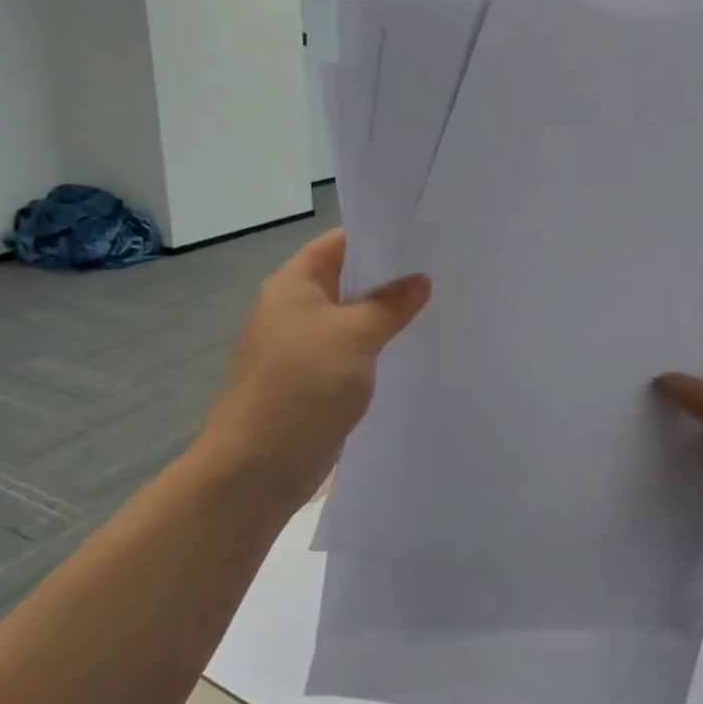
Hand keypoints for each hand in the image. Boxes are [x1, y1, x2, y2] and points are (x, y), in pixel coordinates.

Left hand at [199, 229, 429, 516]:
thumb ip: (389, 304)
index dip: (380, 237)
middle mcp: (296, 310)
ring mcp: (304, 349)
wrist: (257, 468)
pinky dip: (378, 351)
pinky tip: (413, 352)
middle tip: (444, 271)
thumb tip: (419, 281)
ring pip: (353, 321)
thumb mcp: (354, 336)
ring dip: (387, 317)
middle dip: (391, 278)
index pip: (340, 243)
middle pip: (348, 281)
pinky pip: (352, 355)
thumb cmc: (302, 386)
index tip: (424, 235)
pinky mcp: (315, 383)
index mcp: (295, 284)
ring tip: (439, 307)